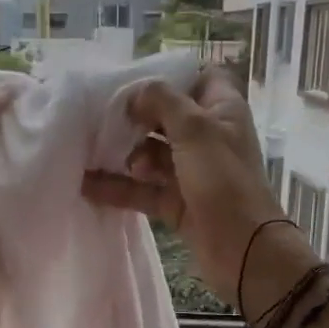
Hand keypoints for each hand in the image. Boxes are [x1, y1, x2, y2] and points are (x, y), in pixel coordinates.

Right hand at [82, 67, 318, 313]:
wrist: (242, 250)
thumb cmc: (223, 181)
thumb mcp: (195, 129)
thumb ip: (162, 102)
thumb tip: (134, 94)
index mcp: (222, 111)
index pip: (201, 78)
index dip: (172, 76)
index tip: (136, 83)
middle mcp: (208, 138)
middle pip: (167, 117)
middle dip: (136, 118)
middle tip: (105, 120)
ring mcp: (191, 172)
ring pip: (151, 154)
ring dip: (126, 154)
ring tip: (104, 157)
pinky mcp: (176, 203)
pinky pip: (142, 189)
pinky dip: (117, 187)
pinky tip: (86, 185)